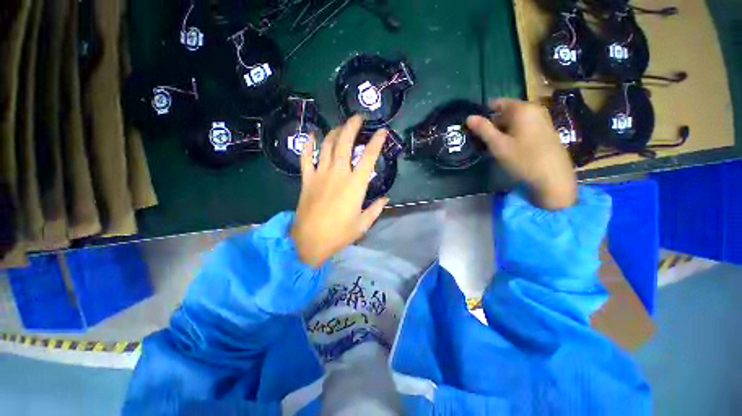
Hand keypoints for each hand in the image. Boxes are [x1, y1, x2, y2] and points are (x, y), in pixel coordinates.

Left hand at [290, 115, 388, 266]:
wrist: (309, 241)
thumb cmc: (339, 234)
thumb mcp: (363, 224)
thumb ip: (376, 209)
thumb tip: (385, 198)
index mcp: (355, 185)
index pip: (369, 157)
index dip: (377, 142)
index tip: (382, 131)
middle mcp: (338, 174)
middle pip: (344, 143)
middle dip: (352, 127)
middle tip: (358, 118)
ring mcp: (320, 174)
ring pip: (326, 145)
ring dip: (334, 132)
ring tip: (340, 126)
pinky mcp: (307, 179)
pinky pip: (305, 157)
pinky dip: (308, 144)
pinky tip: (312, 135)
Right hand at [466, 98, 576, 209]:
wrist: (554, 178)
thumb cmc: (523, 159)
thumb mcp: (498, 145)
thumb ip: (483, 130)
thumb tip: (469, 117)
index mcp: (522, 109)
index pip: (497, 103)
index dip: (484, 114)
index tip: (474, 127)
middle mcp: (534, 110)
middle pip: (507, 112)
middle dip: (493, 124)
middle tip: (482, 140)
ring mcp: (542, 120)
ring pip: (515, 121)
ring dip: (502, 131)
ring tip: (494, 146)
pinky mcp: (546, 132)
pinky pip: (524, 128)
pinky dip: (514, 135)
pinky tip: (510, 149)